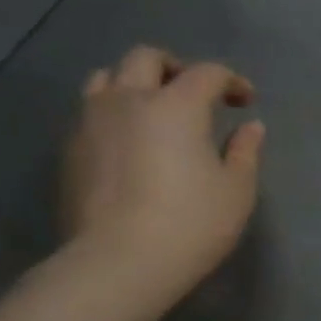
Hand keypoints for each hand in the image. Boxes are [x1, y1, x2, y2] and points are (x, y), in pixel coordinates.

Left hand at [59, 45, 265, 297]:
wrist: (118, 262)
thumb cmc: (191, 223)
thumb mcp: (236, 190)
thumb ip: (245, 151)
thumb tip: (250, 127)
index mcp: (176, 105)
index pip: (207, 73)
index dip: (231, 81)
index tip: (245, 101)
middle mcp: (128, 100)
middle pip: (145, 58)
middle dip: (175, 68)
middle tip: (194, 93)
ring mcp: (91, 123)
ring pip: (105, 78)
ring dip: (134, 84)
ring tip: (153, 110)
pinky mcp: (69, 150)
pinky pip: (90, 113)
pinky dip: (113, 114)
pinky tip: (129, 143)